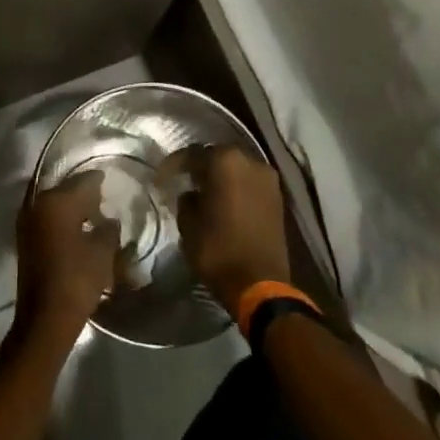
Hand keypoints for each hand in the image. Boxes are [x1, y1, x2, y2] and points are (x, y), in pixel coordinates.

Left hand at [13, 171, 116, 347]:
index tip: (110, 180)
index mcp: (56, 201)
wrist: (45, 317)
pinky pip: (46, 218)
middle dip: (83, 193)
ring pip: (53, 203)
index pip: (83, 181)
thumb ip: (108, 229)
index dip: (99, 180)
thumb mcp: (103, 252)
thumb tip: (109, 220)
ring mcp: (27, 222)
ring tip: (92, 216)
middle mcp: (37, 204)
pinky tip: (77, 231)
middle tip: (103, 199)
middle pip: (65, 189)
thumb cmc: (77, 279)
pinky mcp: (24, 240)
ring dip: (71, 207)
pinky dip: (61, 220)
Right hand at [174, 146, 290, 316]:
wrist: (261, 284)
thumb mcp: (188, 224)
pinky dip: (236, 189)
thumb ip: (186, 200)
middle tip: (184, 181)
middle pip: (218, 156)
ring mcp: (268, 179)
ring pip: (237, 169)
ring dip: (221, 178)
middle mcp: (250, 161)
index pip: (192, 154)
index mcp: (225, 161)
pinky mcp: (278, 198)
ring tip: (204, 193)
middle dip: (200, 167)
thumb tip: (191, 193)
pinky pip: (250, 184)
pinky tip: (224, 203)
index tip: (162, 177)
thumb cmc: (218, 249)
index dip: (174, 164)